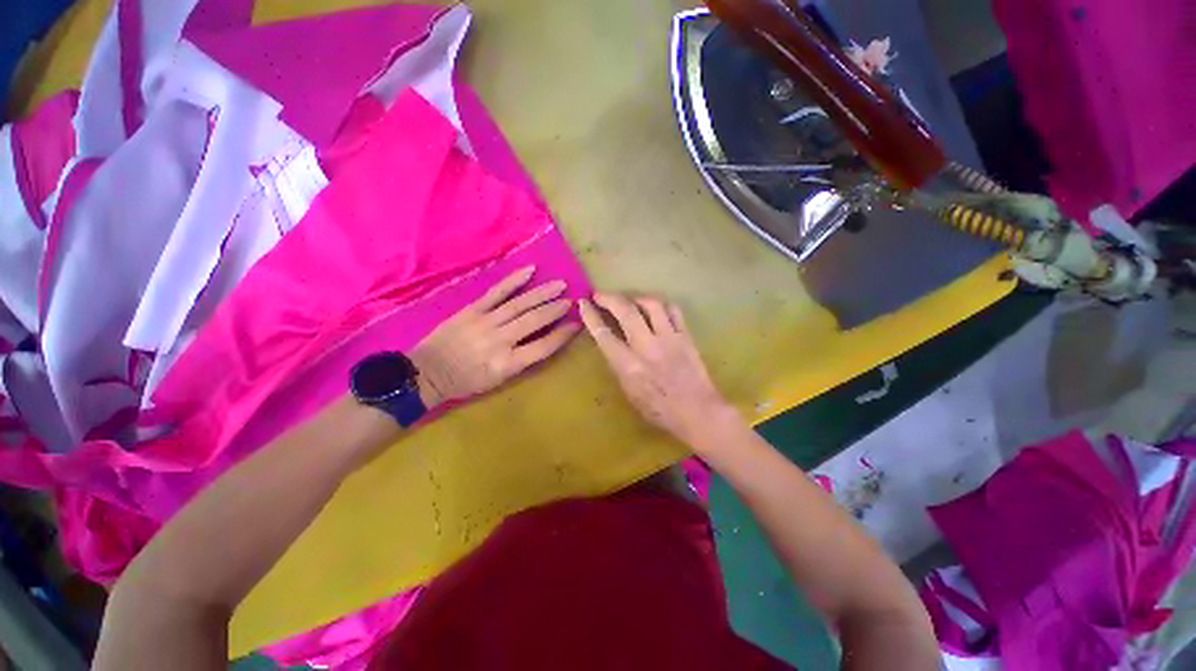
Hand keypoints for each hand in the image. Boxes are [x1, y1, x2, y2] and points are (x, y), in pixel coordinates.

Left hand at [411, 267, 579, 406]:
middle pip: (535, 321)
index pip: (544, 346)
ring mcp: (486, 322)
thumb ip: (522, 361)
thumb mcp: (498, 381)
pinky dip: (514, 281)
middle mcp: (500, 341)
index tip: (576, 324)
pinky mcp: (472, 310)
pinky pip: (496, 292)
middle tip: (572, 300)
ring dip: (543, 293)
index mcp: (508, 364)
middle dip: (556, 309)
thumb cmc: (465, 381)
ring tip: (560, 285)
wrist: (426, 373)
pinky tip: (530, 271)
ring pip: (520, 304)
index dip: (563, 335)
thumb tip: (544, 341)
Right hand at [579, 294, 738, 447]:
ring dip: (636, 297)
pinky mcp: (685, 336)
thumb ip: (619, 367)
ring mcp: (669, 338)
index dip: (590, 316)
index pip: (604, 334)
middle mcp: (647, 347)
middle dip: (609, 298)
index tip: (584, 303)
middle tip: (600, 295)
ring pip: (652, 305)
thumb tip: (612, 346)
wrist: (698, 412)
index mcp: (629, 366)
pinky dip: (662, 305)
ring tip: (630, 300)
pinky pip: (673, 311)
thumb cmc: (660, 410)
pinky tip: (656, 308)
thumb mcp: (630, 394)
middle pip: (626, 311)